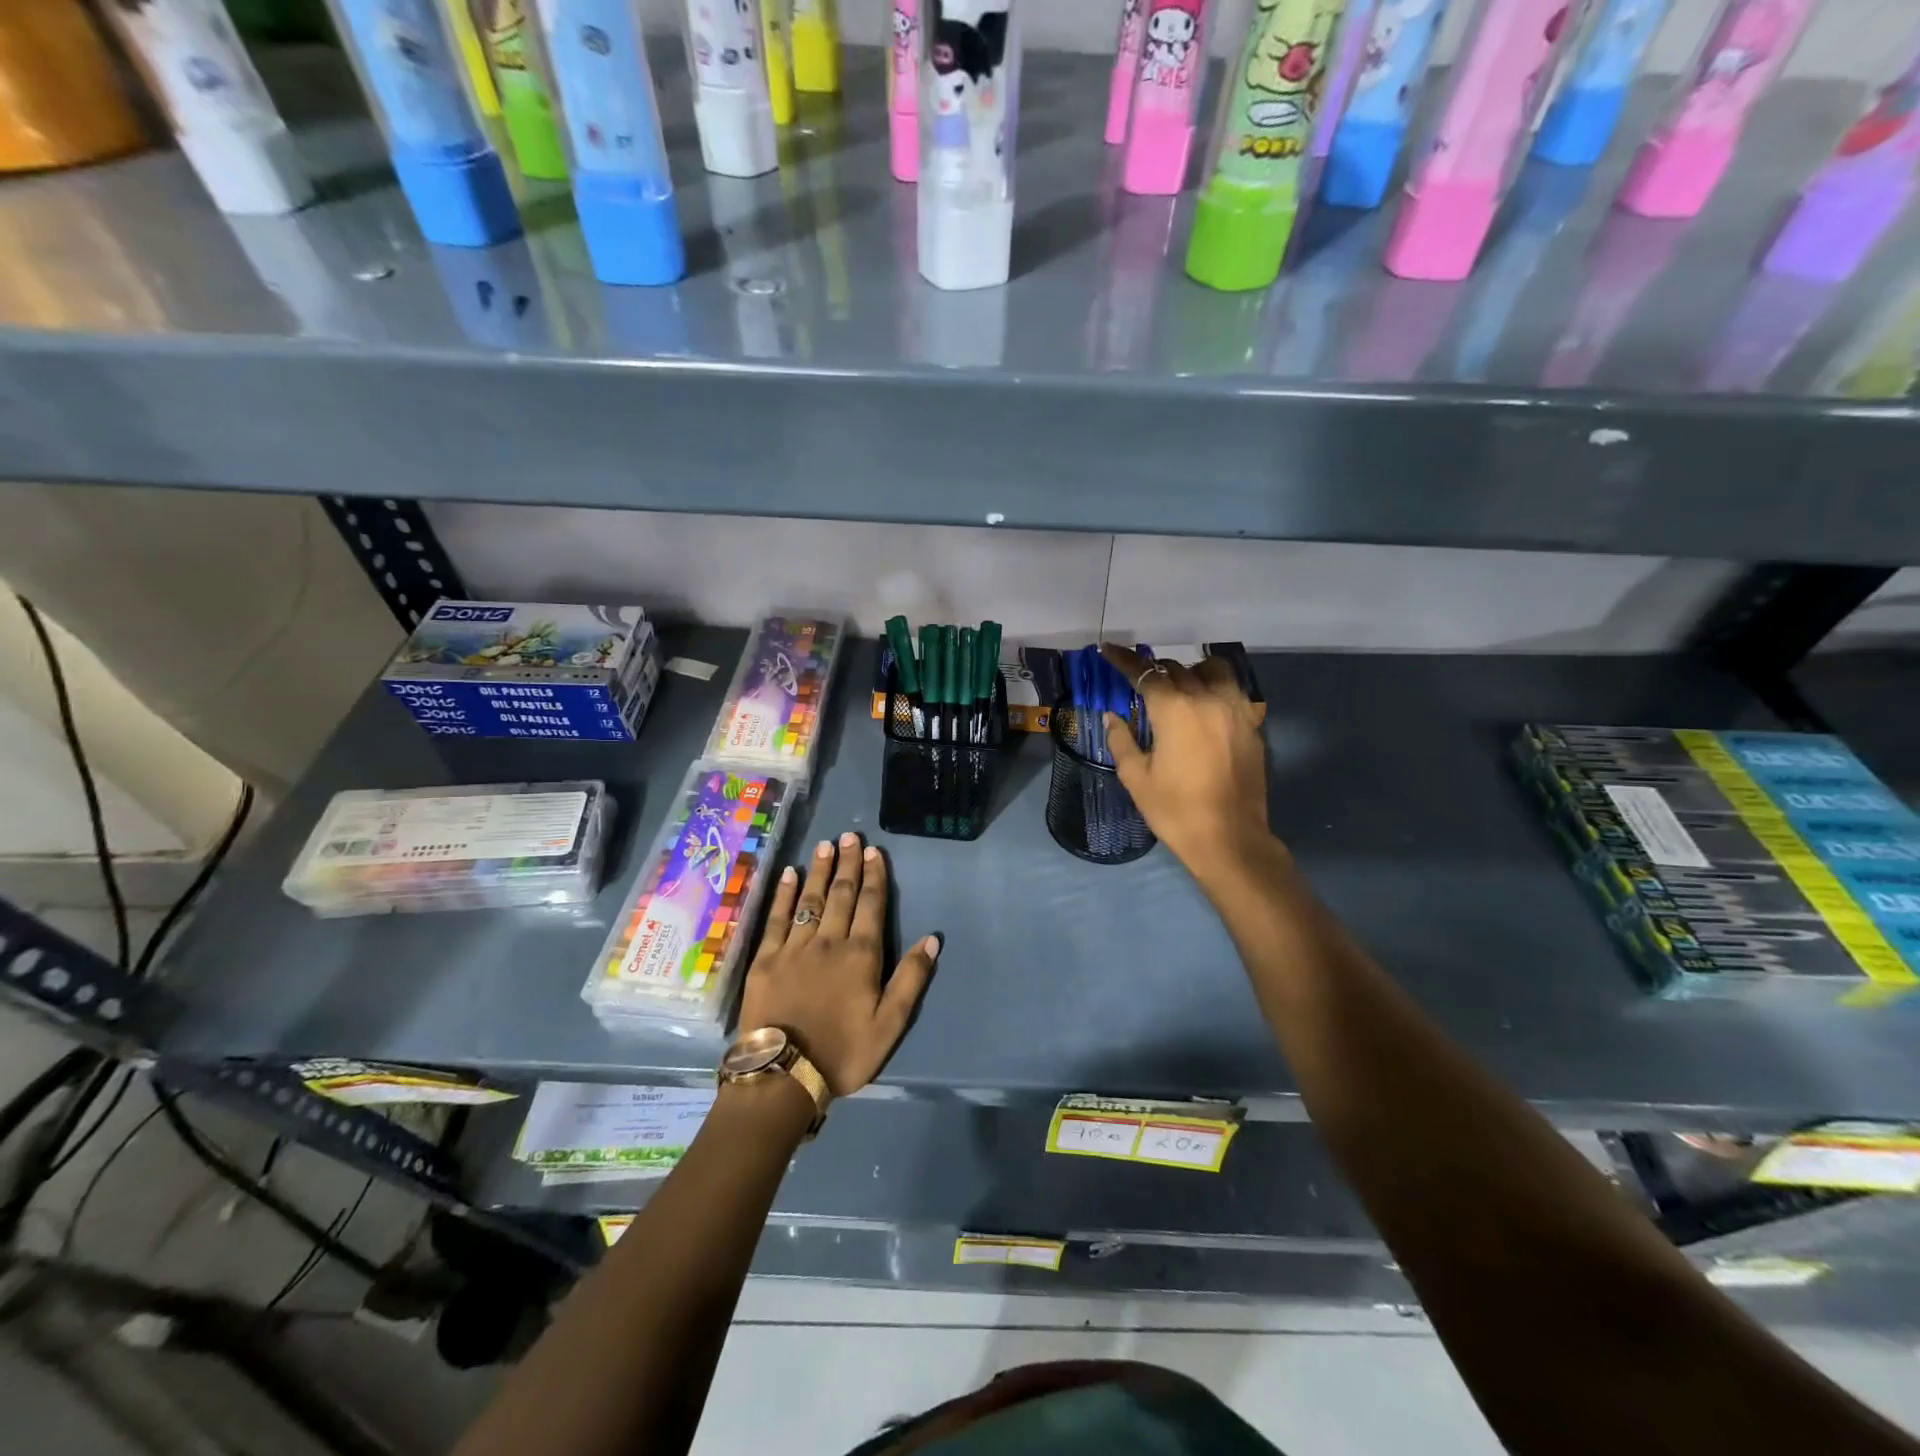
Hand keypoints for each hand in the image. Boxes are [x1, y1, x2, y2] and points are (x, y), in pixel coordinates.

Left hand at [738, 832, 939, 1096]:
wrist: (784, 1075)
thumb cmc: (843, 1052)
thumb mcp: (890, 1024)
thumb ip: (911, 979)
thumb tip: (932, 939)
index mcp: (861, 955)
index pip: (870, 905)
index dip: (874, 876)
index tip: (874, 851)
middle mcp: (829, 942)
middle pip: (841, 894)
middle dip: (847, 864)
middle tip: (850, 836)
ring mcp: (794, 947)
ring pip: (811, 900)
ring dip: (820, 870)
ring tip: (825, 845)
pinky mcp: (766, 958)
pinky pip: (777, 918)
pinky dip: (785, 894)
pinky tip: (790, 875)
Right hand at [1098, 644, 1277, 884]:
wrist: (1229, 839)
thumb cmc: (1175, 810)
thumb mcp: (1136, 778)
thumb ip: (1121, 740)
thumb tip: (1112, 716)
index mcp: (1175, 710)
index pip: (1145, 673)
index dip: (1123, 659)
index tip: (1106, 649)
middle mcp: (1207, 699)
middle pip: (1178, 669)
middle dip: (1155, 671)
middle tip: (1140, 682)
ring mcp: (1235, 710)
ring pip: (1212, 670)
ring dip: (1190, 672)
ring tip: (1179, 689)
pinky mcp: (1252, 725)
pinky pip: (1232, 691)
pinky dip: (1215, 688)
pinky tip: (1204, 708)